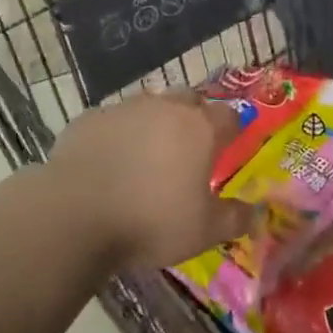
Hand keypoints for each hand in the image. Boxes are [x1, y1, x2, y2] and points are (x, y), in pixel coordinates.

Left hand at [46, 91, 252, 270]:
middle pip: (189, 100)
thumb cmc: (151, 220)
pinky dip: (117, 135)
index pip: (229, 116)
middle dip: (193, 118)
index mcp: (200, 128)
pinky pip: (112, 121)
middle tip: (189, 149)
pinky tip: (109, 162)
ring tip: (147, 157)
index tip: (229, 147)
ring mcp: (125, 109)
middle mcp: (166, 108)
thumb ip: (235, 219)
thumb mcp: (203, 231)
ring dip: (154, 124)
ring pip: (149, 106)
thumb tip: (257, 214)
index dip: (232, 130)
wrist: (75, 213)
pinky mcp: (90, 119)